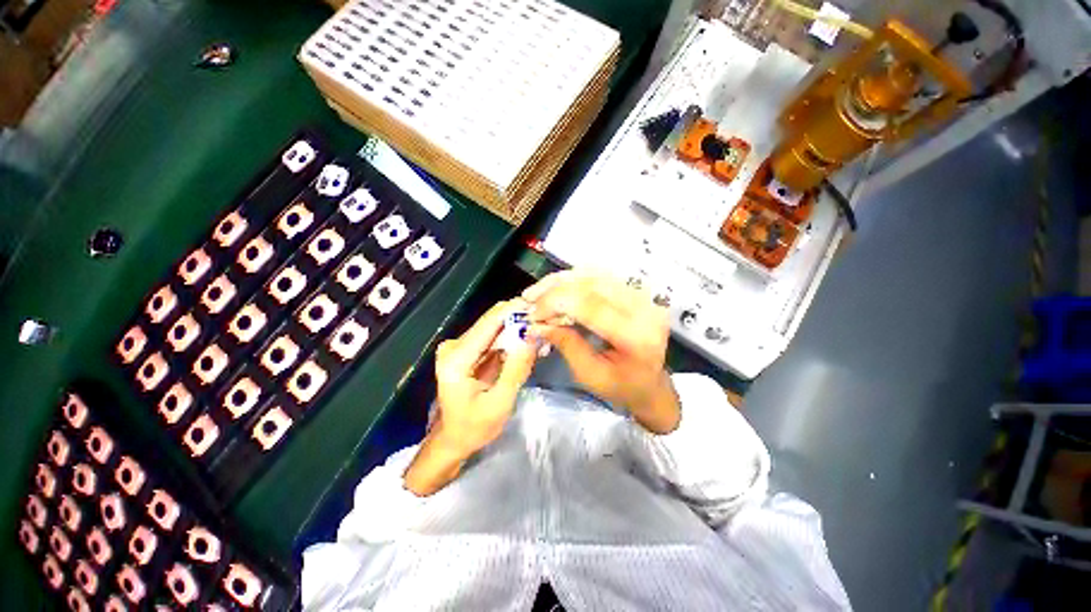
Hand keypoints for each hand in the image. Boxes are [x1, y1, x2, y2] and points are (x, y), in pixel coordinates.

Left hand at [404, 300, 538, 495]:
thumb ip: (516, 369)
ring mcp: (459, 346)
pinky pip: (493, 337)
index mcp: (456, 358)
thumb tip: (533, 335)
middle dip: (520, 320)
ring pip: (495, 327)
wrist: (454, 439)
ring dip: (518, 329)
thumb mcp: (500, 403)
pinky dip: (512, 339)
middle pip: (491, 322)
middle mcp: (454, 346)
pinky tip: (528, 345)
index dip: (515, 311)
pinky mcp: (467, 350)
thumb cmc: (474, 428)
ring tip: (541, 336)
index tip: (541, 307)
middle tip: (546, 324)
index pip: (488, 323)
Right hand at [523, 270, 679, 433]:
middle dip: (555, 289)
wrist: (651, 383)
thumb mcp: (589, 375)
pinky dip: (575, 279)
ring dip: (562, 280)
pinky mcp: (637, 291)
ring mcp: (643, 296)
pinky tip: (558, 287)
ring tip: (539, 291)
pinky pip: (601, 275)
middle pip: (592, 283)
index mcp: (636, 336)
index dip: (556, 303)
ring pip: (595, 274)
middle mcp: (644, 308)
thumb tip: (537, 324)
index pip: (591, 305)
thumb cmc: (621, 387)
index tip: (532, 314)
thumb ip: (566, 344)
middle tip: (530, 298)